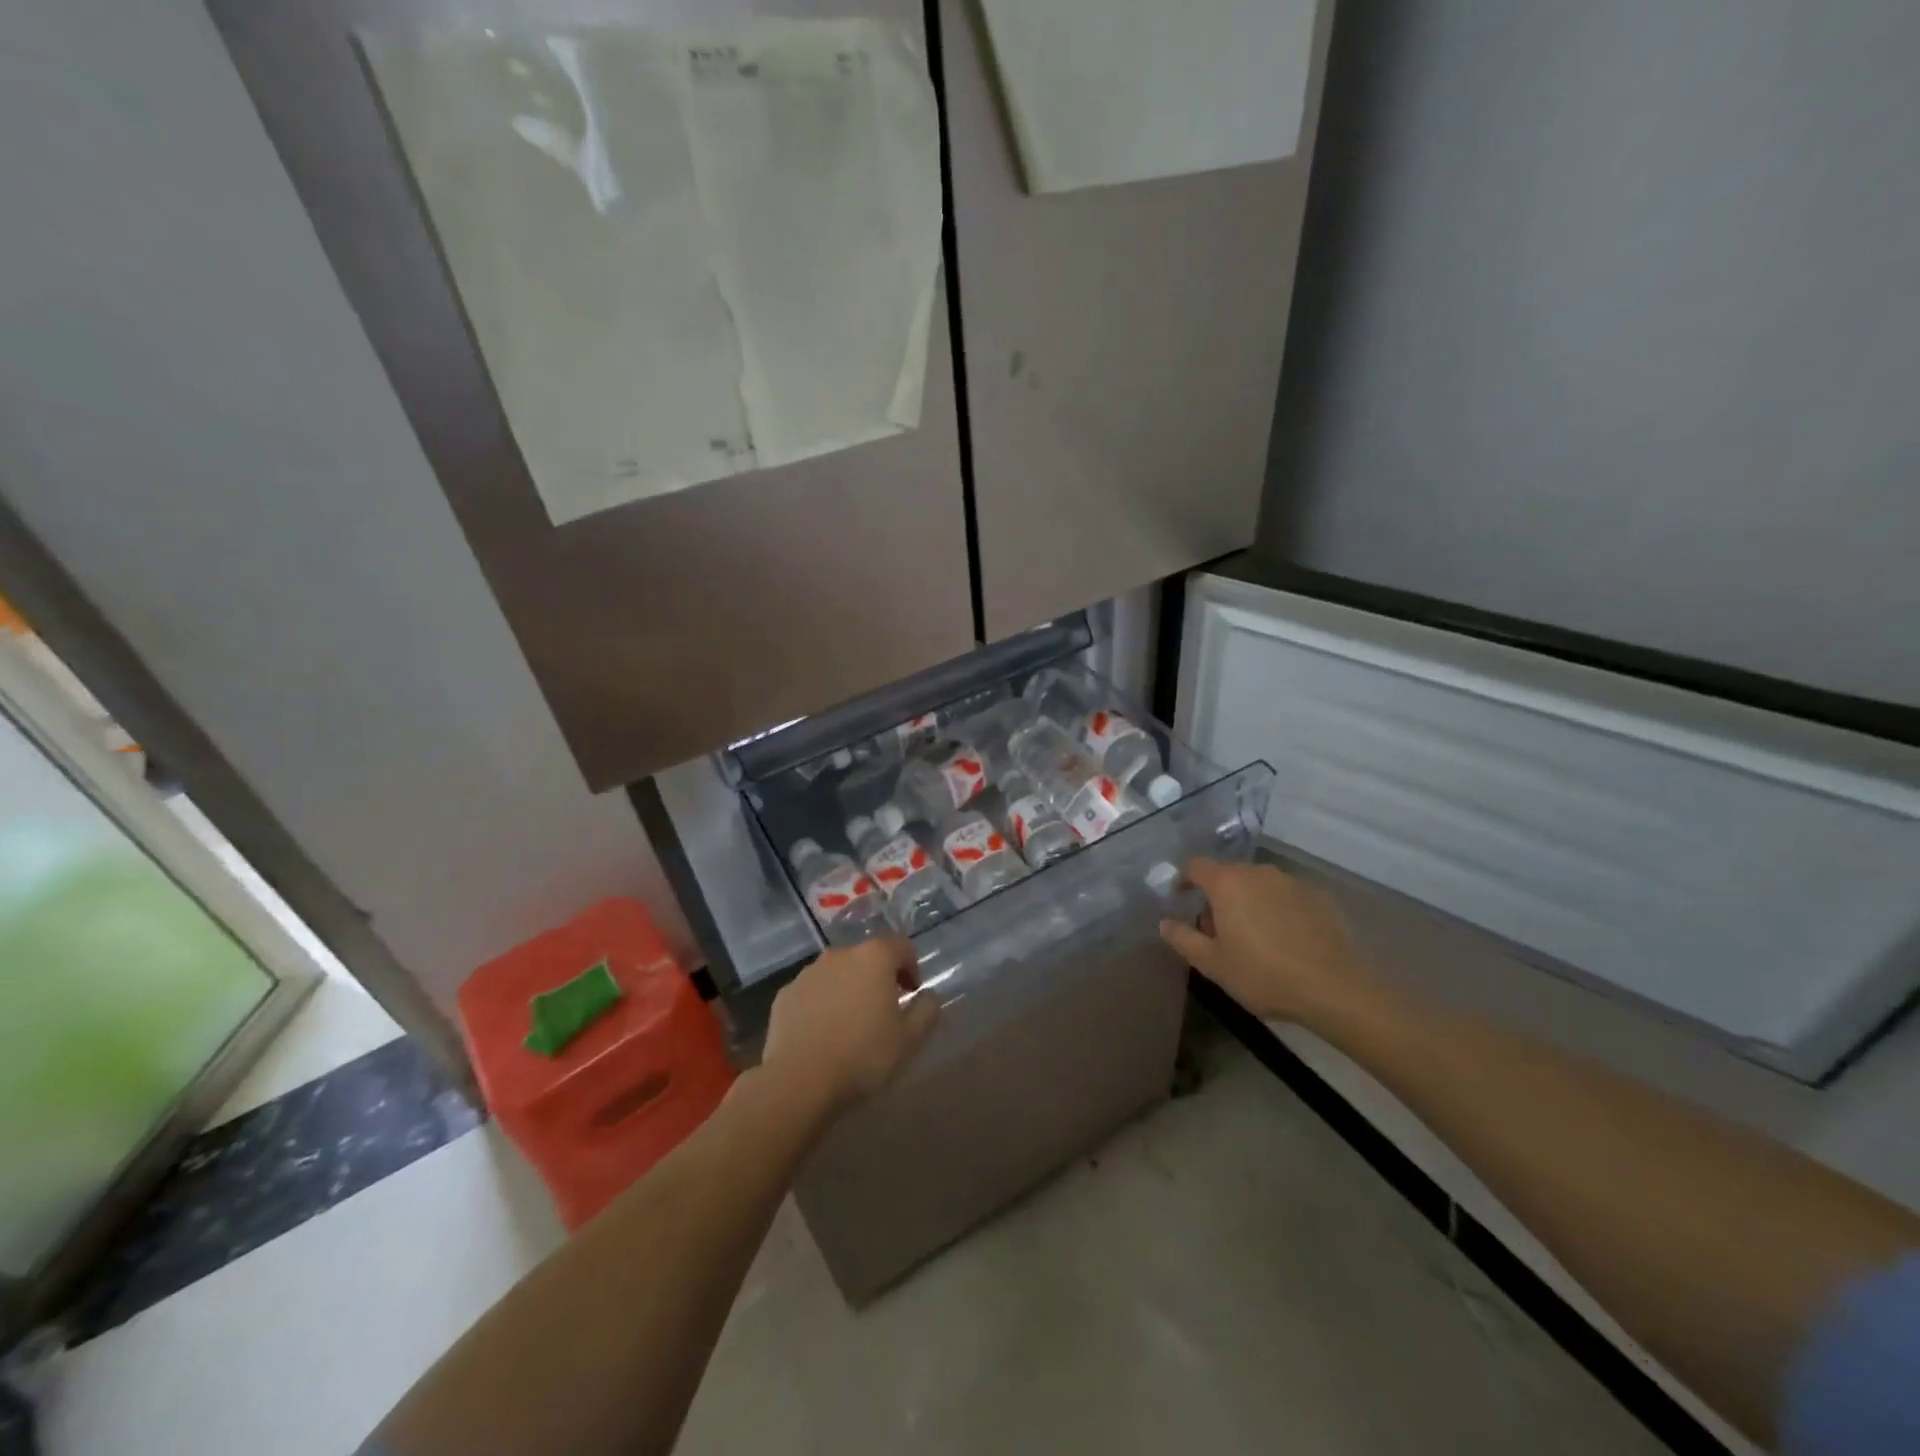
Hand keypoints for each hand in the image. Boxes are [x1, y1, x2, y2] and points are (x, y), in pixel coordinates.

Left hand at [761, 936, 939, 1115]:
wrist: (799, 1081)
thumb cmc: (863, 1056)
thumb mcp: (910, 1040)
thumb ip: (927, 1011)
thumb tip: (929, 996)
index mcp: (874, 958)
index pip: (901, 946)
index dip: (911, 967)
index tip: (911, 993)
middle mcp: (840, 955)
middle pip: (867, 957)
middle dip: (878, 978)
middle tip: (884, 1011)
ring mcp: (808, 973)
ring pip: (837, 973)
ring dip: (848, 989)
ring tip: (851, 1024)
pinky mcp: (785, 995)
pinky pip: (812, 992)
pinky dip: (822, 1004)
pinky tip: (823, 1034)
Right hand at [1160, 859, 1374, 1028]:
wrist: (1336, 989)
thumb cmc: (1263, 974)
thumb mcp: (1212, 964)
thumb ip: (1182, 938)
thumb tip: (1165, 922)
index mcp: (1228, 882)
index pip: (1195, 865)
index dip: (1183, 880)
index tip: (1180, 901)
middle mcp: (1259, 872)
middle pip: (1228, 875)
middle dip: (1217, 896)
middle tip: (1216, 930)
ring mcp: (1292, 882)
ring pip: (1258, 884)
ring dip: (1248, 902)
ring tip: (1252, 937)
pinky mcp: (1319, 896)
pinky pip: (1286, 896)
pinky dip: (1277, 909)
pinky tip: (1284, 940)